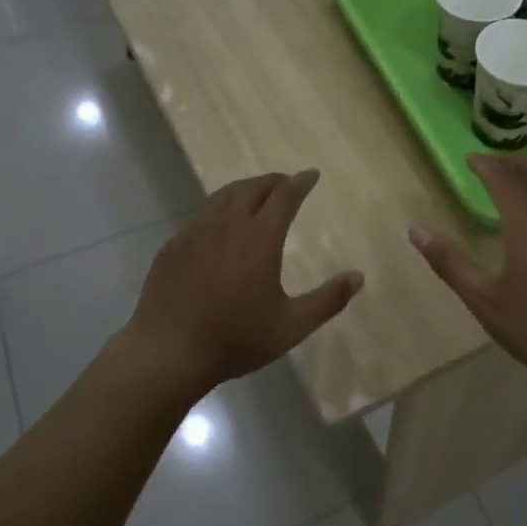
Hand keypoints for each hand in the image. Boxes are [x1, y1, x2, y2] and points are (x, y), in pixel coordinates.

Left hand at [123, 170, 362, 394]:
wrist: (169, 351)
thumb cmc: (235, 339)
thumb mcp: (291, 326)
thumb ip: (328, 300)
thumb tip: (358, 277)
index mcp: (260, 238)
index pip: (284, 196)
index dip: (300, 182)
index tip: (311, 175)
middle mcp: (227, 224)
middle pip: (252, 188)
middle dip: (273, 181)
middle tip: (285, 184)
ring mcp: (195, 232)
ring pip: (223, 197)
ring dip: (244, 190)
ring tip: (255, 196)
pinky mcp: (173, 245)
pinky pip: (201, 215)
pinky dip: (219, 210)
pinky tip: (219, 227)